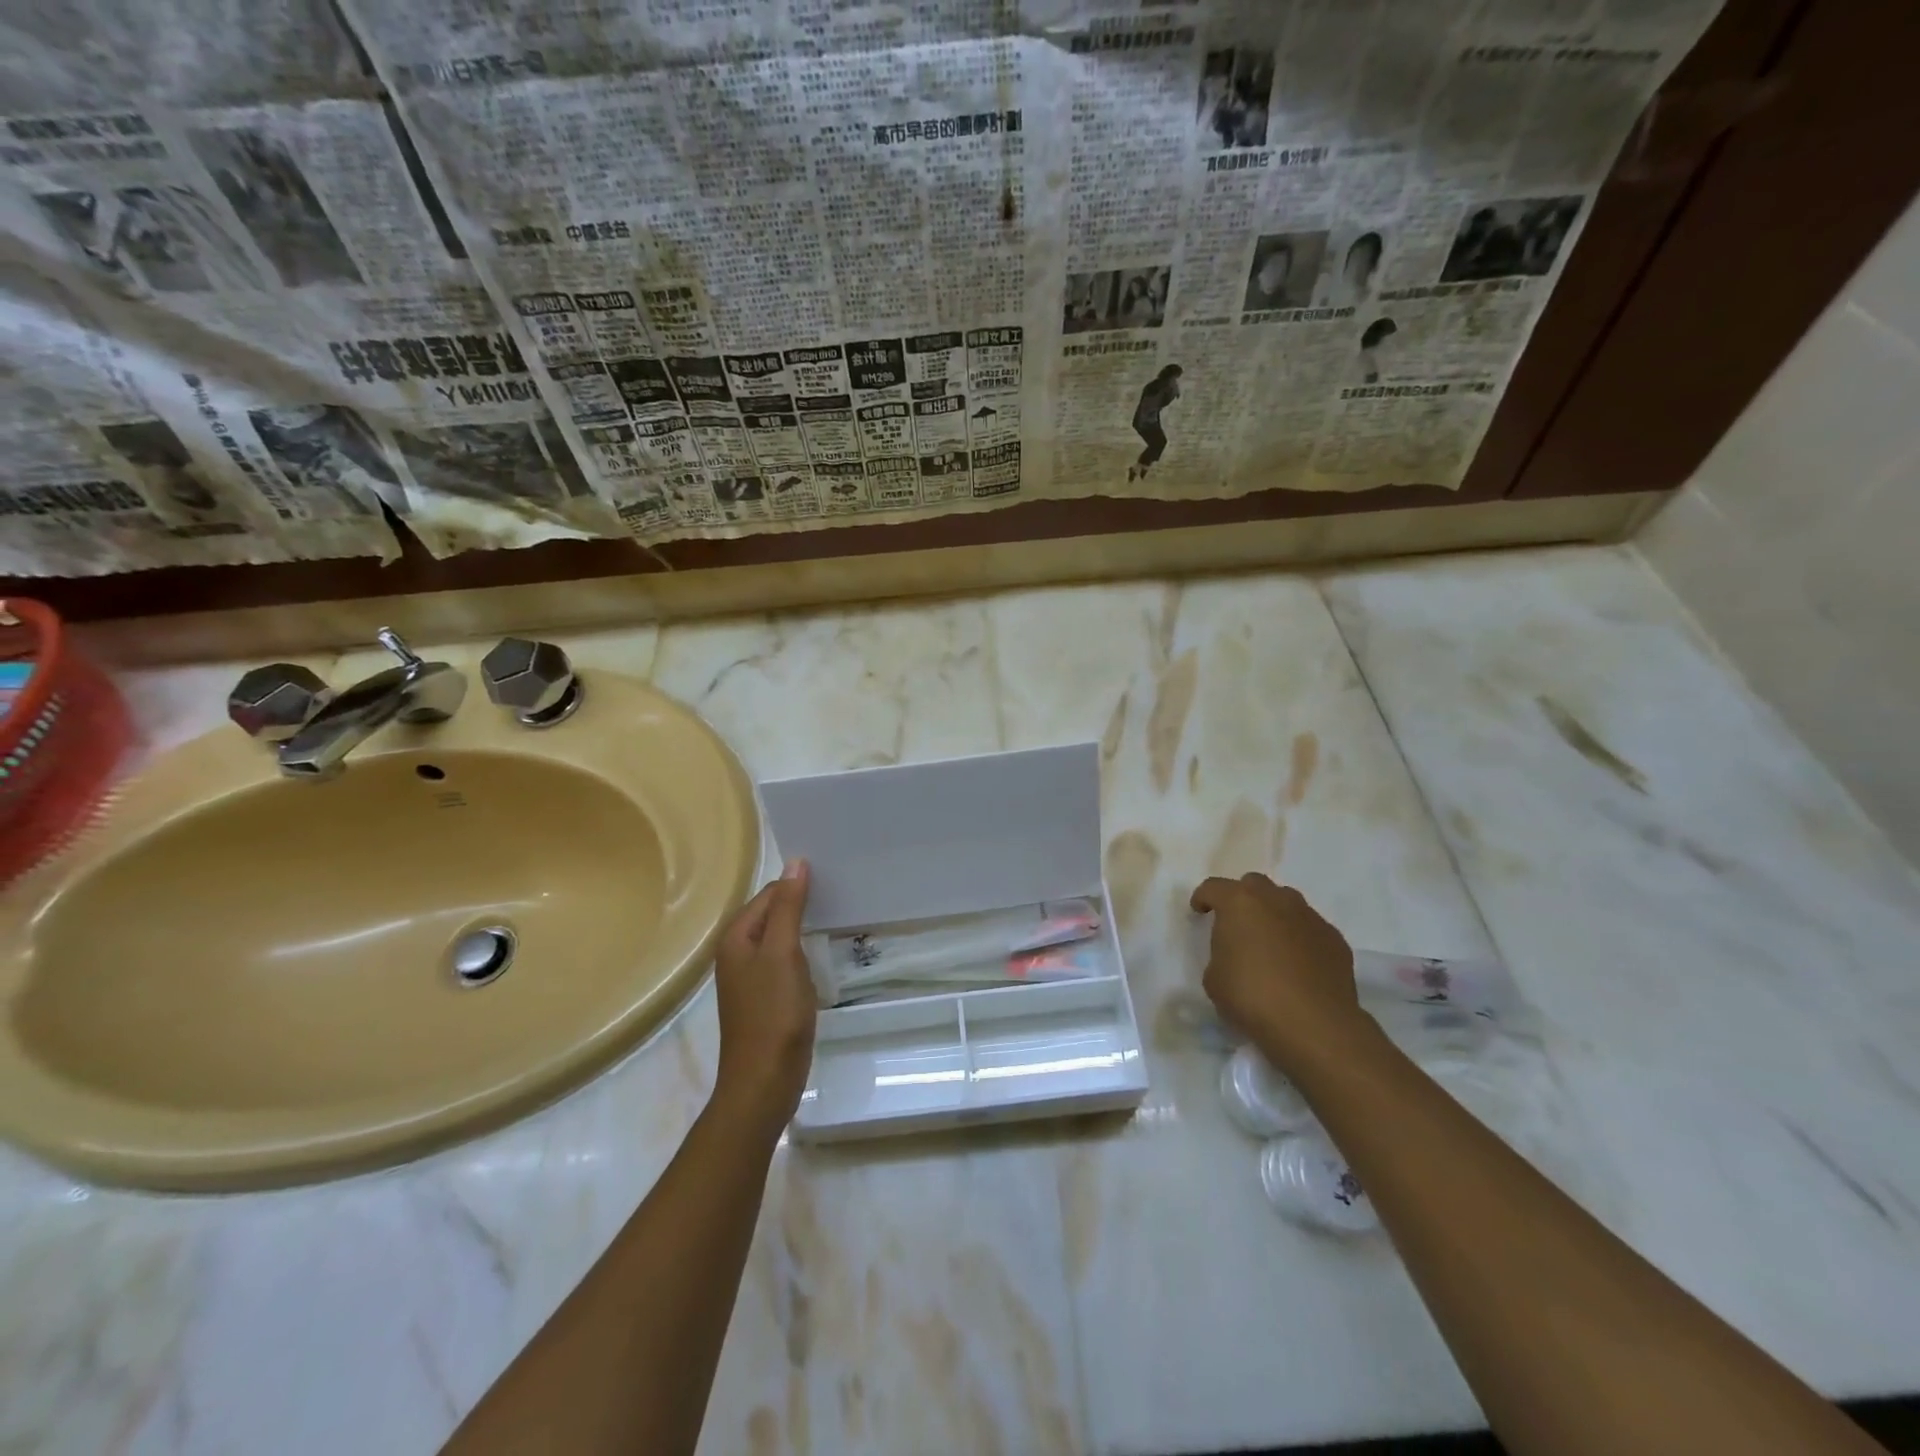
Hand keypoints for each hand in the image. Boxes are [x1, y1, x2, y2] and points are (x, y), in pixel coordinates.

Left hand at [710, 860, 814, 1140]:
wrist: (764, 1081)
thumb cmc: (773, 1013)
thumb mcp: (783, 953)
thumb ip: (788, 907)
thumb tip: (795, 862)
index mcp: (736, 938)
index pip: (769, 893)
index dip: (797, 884)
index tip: (833, 878)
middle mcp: (737, 953)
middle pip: (772, 913)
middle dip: (801, 903)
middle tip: (841, 893)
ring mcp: (751, 978)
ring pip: (780, 938)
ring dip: (804, 928)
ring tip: (838, 916)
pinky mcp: (766, 998)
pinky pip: (785, 962)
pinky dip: (803, 953)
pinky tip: (823, 954)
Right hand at [1188, 873, 1369, 1071]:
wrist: (1314, 1024)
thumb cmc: (1251, 996)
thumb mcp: (1214, 978)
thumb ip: (1221, 955)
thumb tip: (1235, 956)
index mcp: (1239, 903)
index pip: (1213, 887)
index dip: (1203, 898)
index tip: (1199, 912)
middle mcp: (1276, 900)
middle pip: (1254, 885)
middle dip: (1243, 899)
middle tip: (1237, 924)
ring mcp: (1310, 917)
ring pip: (1287, 903)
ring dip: (1274, 915)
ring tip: (1270, 943)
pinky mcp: (1335, 939)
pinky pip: (1310, 929)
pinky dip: (1300, 938)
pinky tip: (1298, 964)